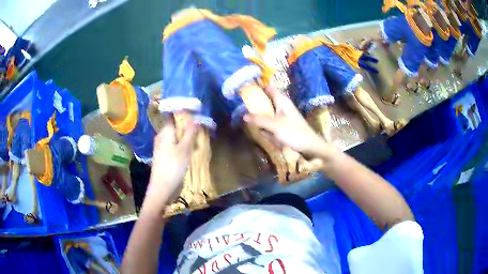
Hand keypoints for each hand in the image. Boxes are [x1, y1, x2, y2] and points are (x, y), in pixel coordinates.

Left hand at [143, 119, 196, 213]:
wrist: (162, 189)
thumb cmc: (173, 167)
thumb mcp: (184, 149)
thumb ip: (190, 133)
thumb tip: (195, 119)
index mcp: (165, 132)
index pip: (174, 116)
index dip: (184, 114)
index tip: (196, 115)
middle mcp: (162, 137)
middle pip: (176, 127)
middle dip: (187, 128)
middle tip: (200, 130)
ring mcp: (162, 147)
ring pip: (176, 137)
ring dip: (186, 138)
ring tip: (197, 141)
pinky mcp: (164, 156)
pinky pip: (175, 146)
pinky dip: (183, 146)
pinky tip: (190, 151)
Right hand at [243, 86, 326, 156]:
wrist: (310, 146)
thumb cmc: (294, 132)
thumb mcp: (274, 125)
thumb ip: (259, 120)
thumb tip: (244, 115)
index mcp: (282, 101)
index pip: (269, 88)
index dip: (259, 87)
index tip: (246, 91)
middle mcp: (283, 106)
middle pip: (267, 102)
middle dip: (258, 108)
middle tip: (247, 114)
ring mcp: (284, 116)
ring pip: (268, 115)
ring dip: (263, 122)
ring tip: (261, 129)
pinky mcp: (285, 126)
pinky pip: (272, 125)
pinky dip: (269, 130)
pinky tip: (271, 138)